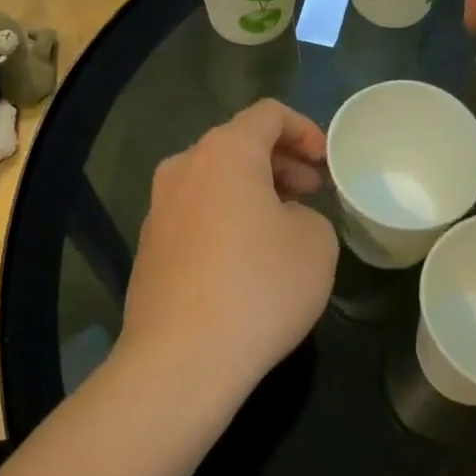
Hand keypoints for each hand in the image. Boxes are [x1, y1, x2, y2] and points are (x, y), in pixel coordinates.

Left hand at [120, 100, 337, 409]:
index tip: (327, 161)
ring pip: (215, 180)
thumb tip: (285, 220)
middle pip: (239, 144)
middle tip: (313, 190)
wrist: (180, 360)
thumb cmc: (259, 287)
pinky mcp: (149, 247)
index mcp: (225, 152)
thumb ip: (309, 214)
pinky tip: (248, 257)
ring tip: (285, 222)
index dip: (305, 130)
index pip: (269, 115)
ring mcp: (159, 208)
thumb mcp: (316, 242)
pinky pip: (197, 213)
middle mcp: (184, 167)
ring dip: (254, 190)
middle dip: (281, 162)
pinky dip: (227, 217)